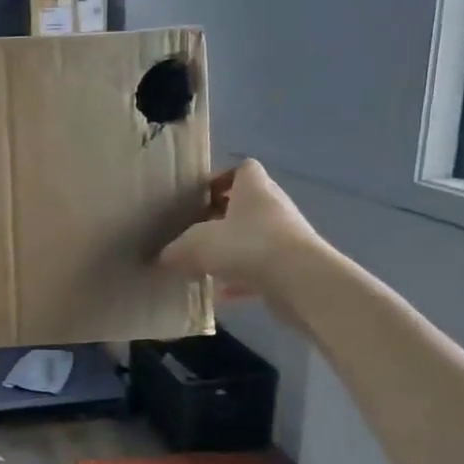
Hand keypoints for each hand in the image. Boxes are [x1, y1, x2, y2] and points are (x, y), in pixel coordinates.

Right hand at [158, 159, 325, 320]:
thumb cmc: (247, 246)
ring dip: (232, 249)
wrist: (300, 281)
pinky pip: (261, 268)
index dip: (222, 178)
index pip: (243, 168)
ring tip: (205, 263)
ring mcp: (286, 238)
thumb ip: (176, 250)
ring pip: (254, 238)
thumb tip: (163, 257)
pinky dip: (242, 279)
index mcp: (254, 189)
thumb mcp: (197, 245)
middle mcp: (273, 207)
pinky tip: (221, 294)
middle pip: (246, 204)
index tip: (199, 196)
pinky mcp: (292, 267)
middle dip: (221, 218)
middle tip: (195, 232)